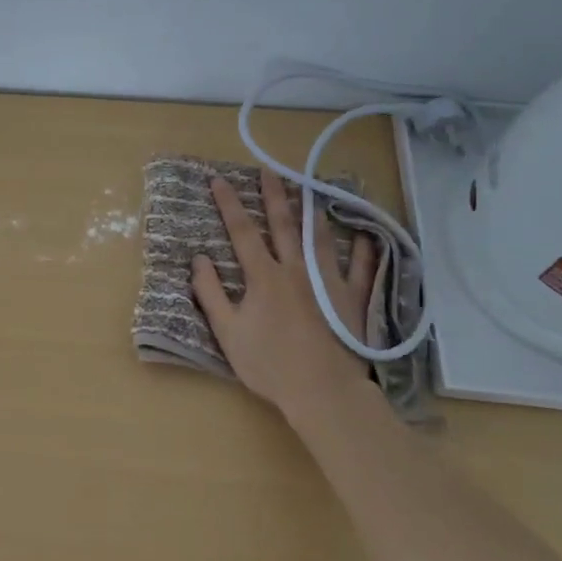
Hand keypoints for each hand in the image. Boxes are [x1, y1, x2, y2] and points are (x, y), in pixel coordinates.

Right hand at [191, 168, 376, 412]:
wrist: (322, 391)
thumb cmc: (269, 364)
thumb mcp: (227, 332)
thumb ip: (211, 293)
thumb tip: (199, 258)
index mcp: (263, 277)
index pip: (242, 232)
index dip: (229, 204)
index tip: (218, 180)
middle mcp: (295, 270)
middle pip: (283, 225)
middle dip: (273, 195)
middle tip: (269, 170)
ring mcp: (328, 282)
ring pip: (319, 238)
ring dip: (311, 210)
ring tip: (309, 188)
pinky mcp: (352, 299)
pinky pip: (359, 267)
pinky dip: (360, 249)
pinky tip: (362, 234)